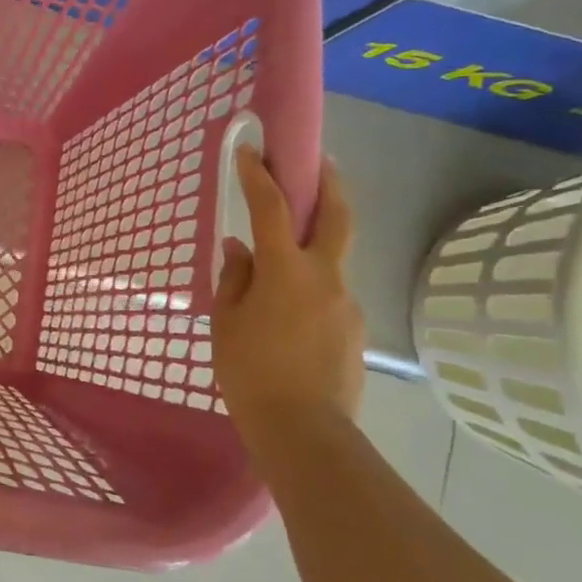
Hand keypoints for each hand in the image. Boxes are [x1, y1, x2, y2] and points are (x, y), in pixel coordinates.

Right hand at [211, 147, 363, 430]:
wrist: (304, 431)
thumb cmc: (250, 372)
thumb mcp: (227, 322)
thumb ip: (235, 278)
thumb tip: (239, 249)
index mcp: (286, 270)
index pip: (272, 208)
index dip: (258, 175)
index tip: (250, 150)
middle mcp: (325, 277)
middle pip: (337, 216)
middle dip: (329, 183)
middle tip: (320, 162)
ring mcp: (346, 303)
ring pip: (333, 259)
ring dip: (316, 242)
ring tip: (283, 261)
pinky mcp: (355, 329)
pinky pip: (330, 294)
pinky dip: (312, 286)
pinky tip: (290, 313)